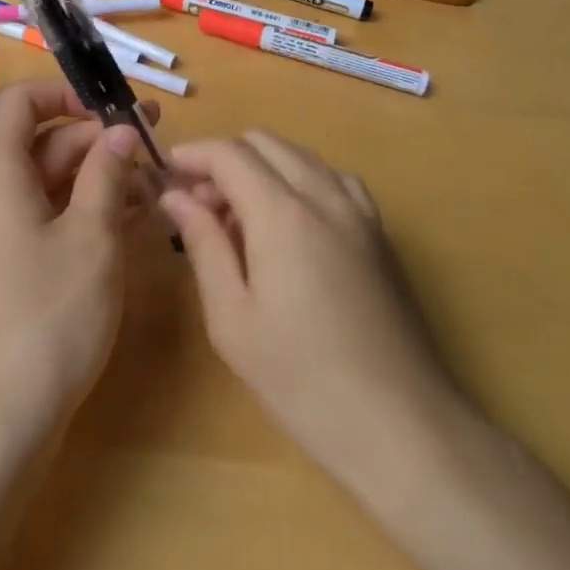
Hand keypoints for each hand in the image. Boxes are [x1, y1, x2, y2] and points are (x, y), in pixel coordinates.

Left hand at [0, 80, 159, 440]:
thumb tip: (120, 131)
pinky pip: (46, 218)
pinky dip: (84, 211)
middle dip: (97, 139)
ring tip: (156, 182)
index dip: (65, 94)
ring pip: (49, 184)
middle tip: (155, 142)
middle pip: (41, 143)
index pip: (19, 103)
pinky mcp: (8, 266)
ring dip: (99, 177)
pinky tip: (133, 219)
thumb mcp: (92, 237)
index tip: (112, 110)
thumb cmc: (49, 316)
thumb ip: (107, 175)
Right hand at [159, 131, 465, 490]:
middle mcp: (324, 195)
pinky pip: (332, 178)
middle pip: (265, 142)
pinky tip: (289, 223)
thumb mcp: (233, 319)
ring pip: (300, 155)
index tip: (165, 172)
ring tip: (239, 217)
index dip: (193, 154)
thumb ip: (203, 244)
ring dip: (261, 166)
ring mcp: (359, 211)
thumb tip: (175, 196)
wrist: (403, 427)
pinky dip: (299, 179)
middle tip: (198, 203)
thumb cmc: (302, 379)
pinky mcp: (380, 232)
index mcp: (284, 213)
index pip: (230, 153)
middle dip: (224, 159)